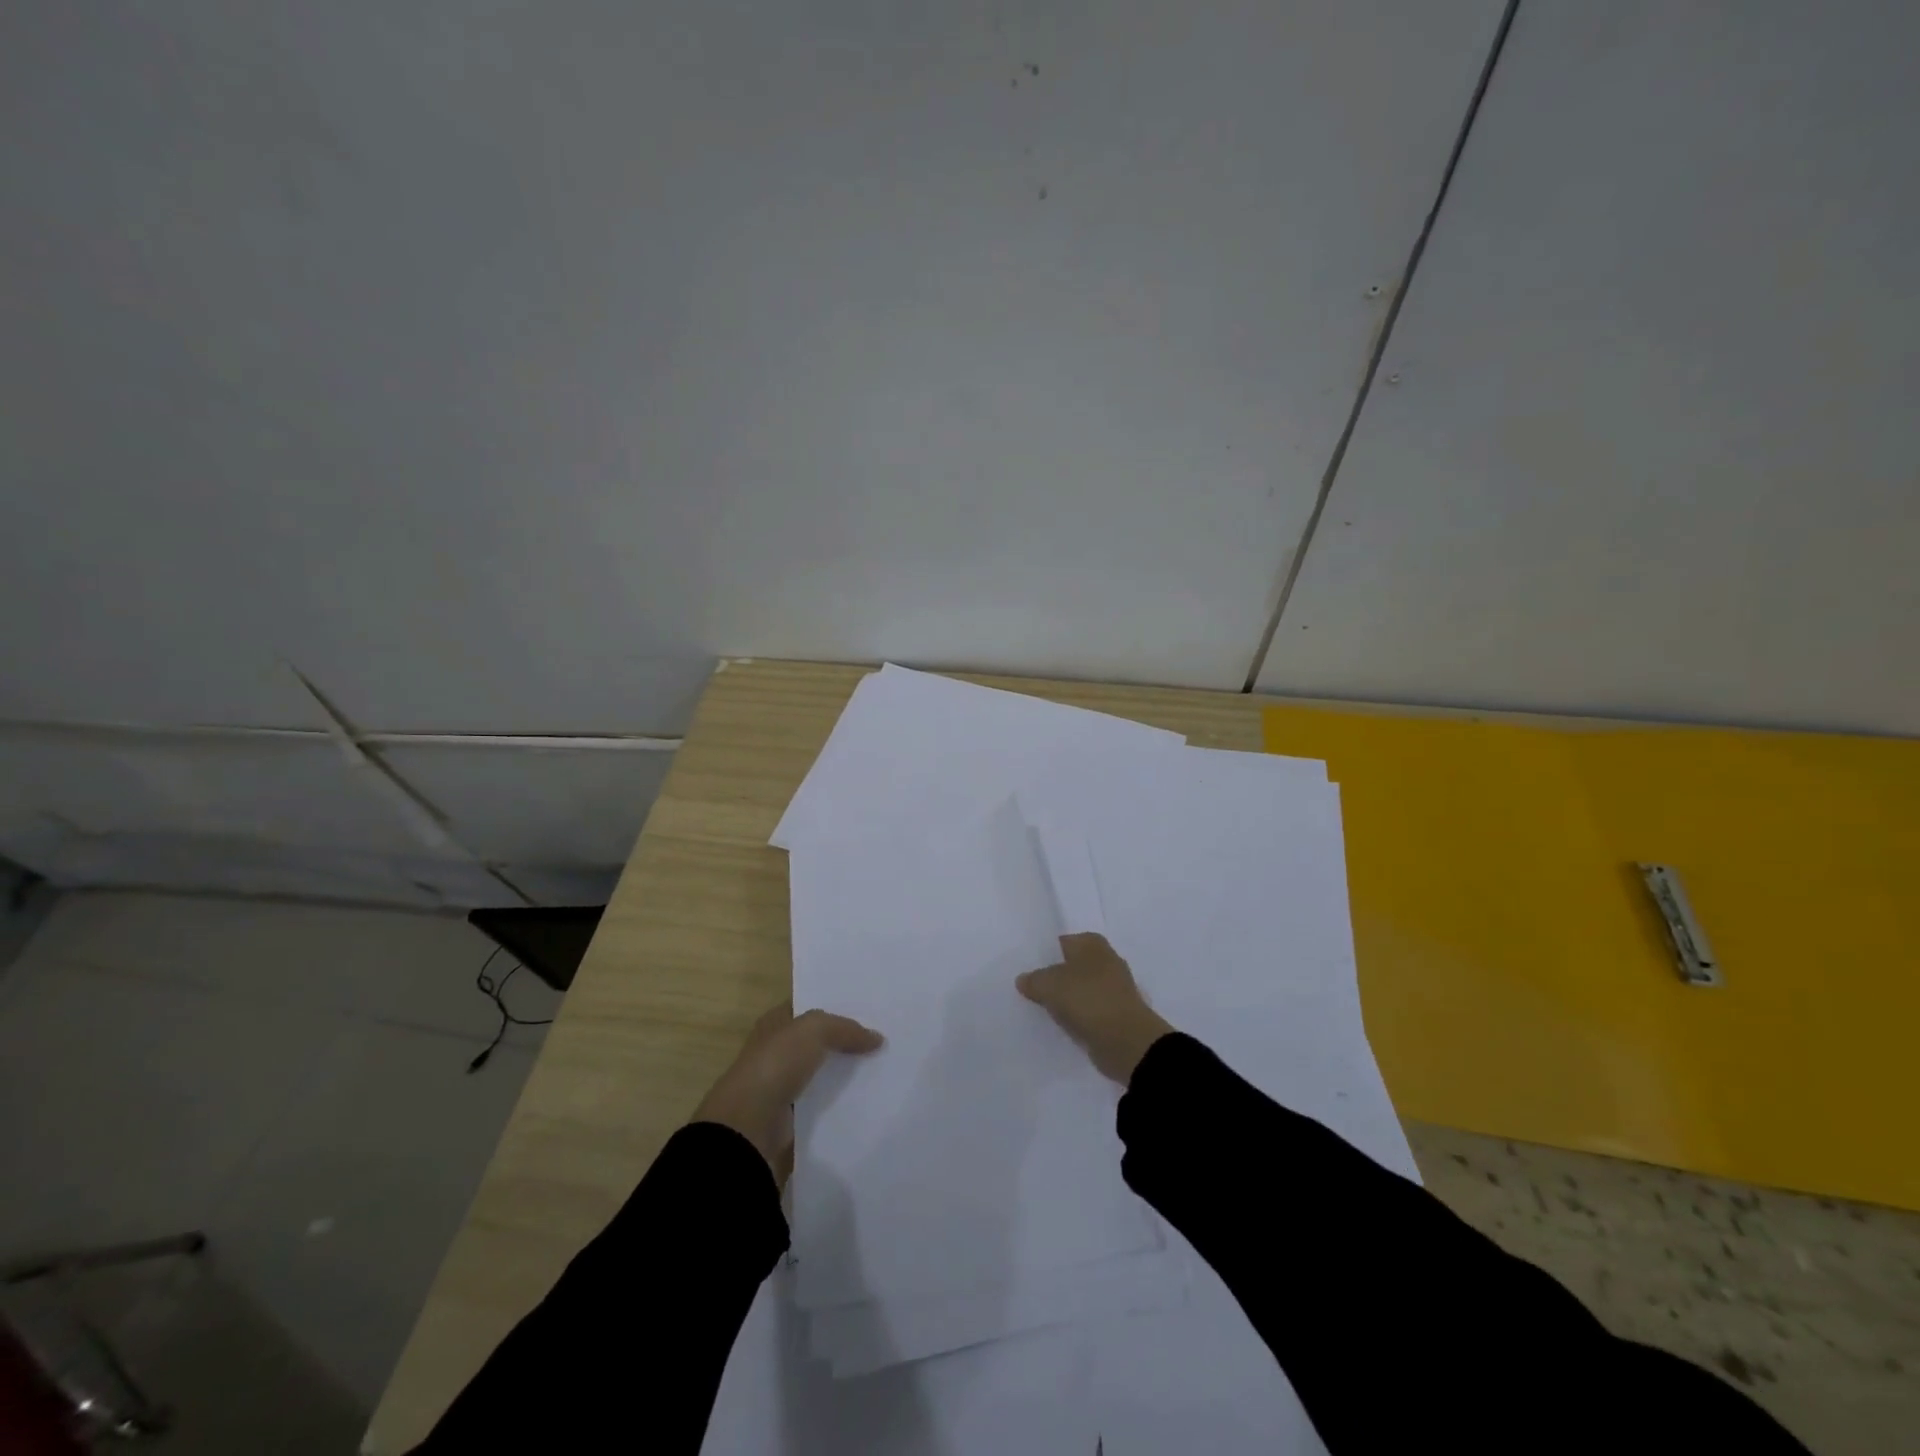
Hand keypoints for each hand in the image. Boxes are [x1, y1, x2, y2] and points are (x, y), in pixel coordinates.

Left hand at [693, 1004, 882, 1182]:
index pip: (808, 1008)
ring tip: (883, 1067)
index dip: (834, 1005)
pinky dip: (840, 1101)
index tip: (868, 1008)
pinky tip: (867, 1097)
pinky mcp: (791, 1116)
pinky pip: (822, 1102)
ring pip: (822, 1071)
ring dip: (845, 1071)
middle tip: (883, 1037)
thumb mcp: (814, 1030)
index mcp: (775, 1023)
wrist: (749, 1126)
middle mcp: (777, 1050)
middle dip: (845, 1039)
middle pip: (818, 1040)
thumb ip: (845, 1028)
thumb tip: (876, 1038)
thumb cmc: (775, 1064)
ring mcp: (782, 1084)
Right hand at [1017, 933, 1173, 1084]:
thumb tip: (1023, 980)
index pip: (1060, 942)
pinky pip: (1088, 1010)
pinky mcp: (1116, 1013)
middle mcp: (1106, 959)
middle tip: (1027, 988)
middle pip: (1070, 966)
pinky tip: (1060, 1024)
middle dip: (1053, 976)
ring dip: (1065, 998)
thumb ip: (1033, 980)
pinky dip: (1076, 1016)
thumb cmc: (1087, 1000)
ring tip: (1039, 1008)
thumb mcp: (1049, 985)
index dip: (1042, 955)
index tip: (1023, 968)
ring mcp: (1113, 988)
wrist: (1126, 1041)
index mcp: (1092, 943)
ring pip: (1079, 989)